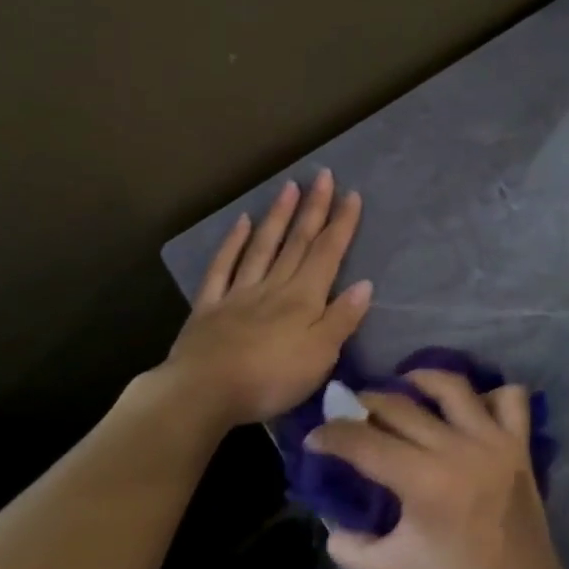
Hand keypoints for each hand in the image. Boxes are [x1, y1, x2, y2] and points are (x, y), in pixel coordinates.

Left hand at [167, 170, 371, 427]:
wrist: (204, 392)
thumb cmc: (270, 379)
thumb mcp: (320, 356)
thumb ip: (341, 319)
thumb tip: (364, 284)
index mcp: (302, 299)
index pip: (327, 254)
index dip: (341, 225)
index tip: (352, 194)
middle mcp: (273, 287)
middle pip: (297, 243)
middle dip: (313, 209)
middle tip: (323, 175)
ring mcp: (238, 293)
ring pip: (263, 247)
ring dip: (278, 216)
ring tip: (290, 187)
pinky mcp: (209, 307)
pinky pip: (223, 267)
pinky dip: (233, 243)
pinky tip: (242, 223)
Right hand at [307, 369, 568, 568]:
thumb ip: (352, 546)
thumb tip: (333, 522)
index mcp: (424, 482)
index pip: (365, 443)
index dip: (333, 435)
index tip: (314, 438)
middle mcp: (459, 449)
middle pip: (401, 407)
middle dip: (365, 403)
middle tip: (348, 411)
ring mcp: (494, 443)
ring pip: (453, 387)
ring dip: (421, 380)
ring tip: (402, 388)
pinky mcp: (520, 447)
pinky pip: (510, 399)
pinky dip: (488, 395)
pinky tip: (468, 409)